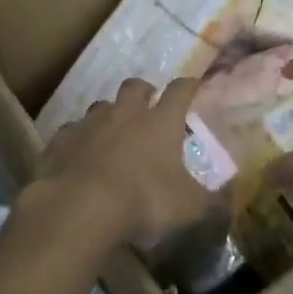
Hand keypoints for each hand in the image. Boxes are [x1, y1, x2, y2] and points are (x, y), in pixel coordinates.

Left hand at [37, 78, 213, 248]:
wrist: (80, 207)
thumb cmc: (143, 201)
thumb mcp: (189, 208)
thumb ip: (212, 201)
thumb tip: (230, 197)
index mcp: (160, 121)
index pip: (180, 90)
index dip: (188, 86)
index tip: (193, 86)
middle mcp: (126, 113)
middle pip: (135, 86)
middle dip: (143, 92)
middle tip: (148, 106)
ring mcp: (90, 123)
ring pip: (101, 106)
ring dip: (109, 116)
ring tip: (113, 134)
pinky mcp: (62, 139)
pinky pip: (72, 131)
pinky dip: (79, 139)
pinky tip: (80, 155)